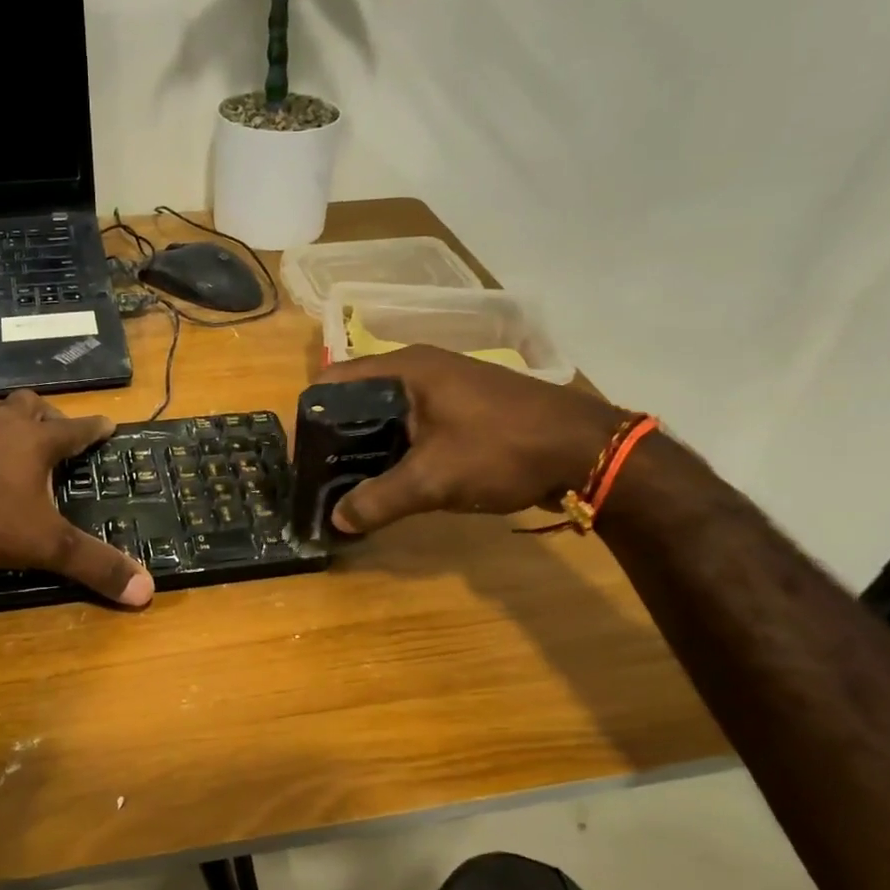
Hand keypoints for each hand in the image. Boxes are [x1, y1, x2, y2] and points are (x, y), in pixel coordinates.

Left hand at [0, 391, 153, 605]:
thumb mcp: (47, 547)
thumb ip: (95, 566)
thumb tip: (147, 590)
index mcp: (35, 444)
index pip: (76, 429)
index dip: (94, 427)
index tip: (109, 422)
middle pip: (27, 405)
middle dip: (44, 412)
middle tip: (51, 427)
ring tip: (2, 422)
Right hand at [315, 346, 629, 533]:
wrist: (587, 451)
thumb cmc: (503, 449)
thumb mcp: (434, 479)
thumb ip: (379, 500)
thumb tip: (336, 521)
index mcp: (404, 369)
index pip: (333, 382)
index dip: (311, 418)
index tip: (302, 459)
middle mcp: (419, 369)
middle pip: (356, 399)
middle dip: (336, 437)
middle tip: (321, 477)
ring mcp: (444, 388)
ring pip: (385, 414)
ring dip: (366, 446)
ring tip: (347, 484)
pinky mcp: (461, 409)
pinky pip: (411, 425)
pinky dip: (394, 448)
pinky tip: (390, 479)